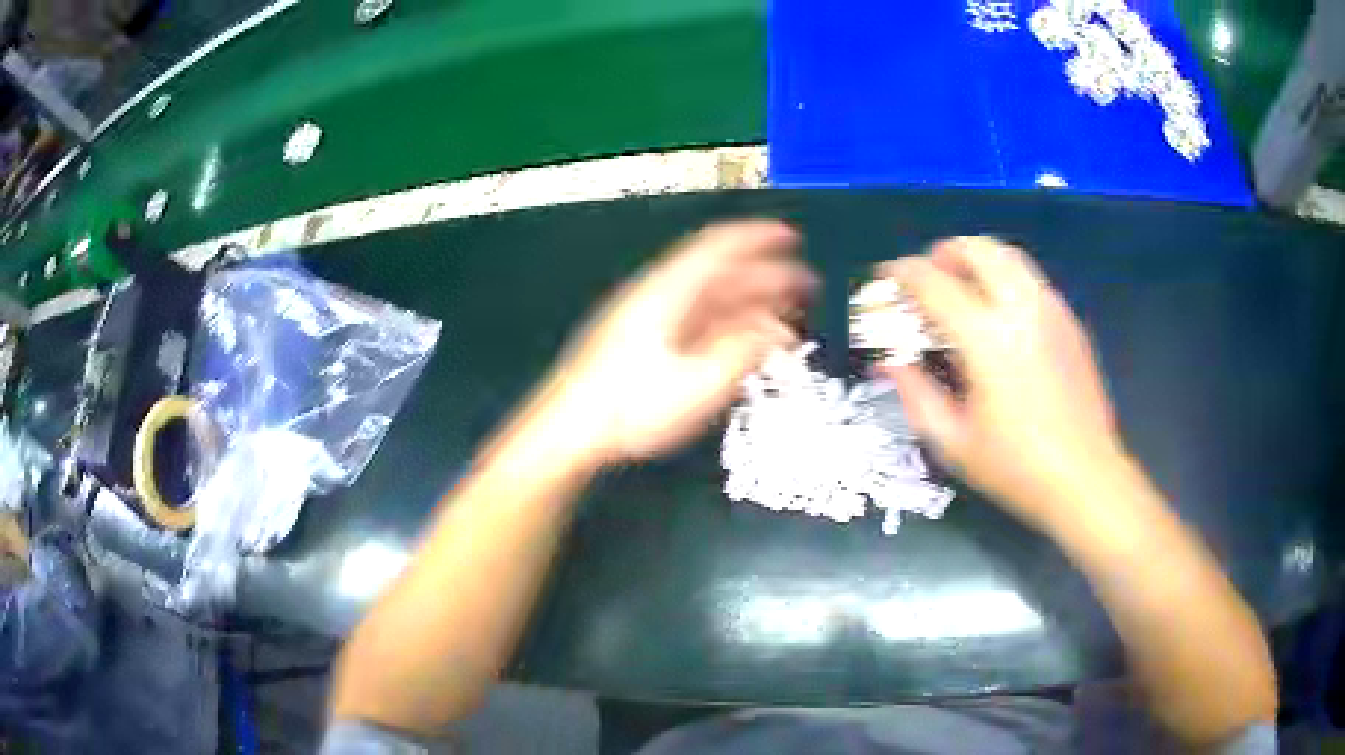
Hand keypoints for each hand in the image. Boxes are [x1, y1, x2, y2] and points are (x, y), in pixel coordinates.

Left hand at [540, 221, 815, 463]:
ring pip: (709, 298)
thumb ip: (743, 352)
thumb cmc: (630, 407)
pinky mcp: (643, 343)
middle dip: (765, 275)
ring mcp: (649, 319)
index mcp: (668, 292)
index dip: (758, 237)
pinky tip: (744, 342)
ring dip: (749, 302)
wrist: (569, 430)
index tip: (792, 237)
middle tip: (803, 286)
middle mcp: (659, 296)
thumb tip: (775, 330)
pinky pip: (695, 321)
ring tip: (784, 316)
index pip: (719, 247)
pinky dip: (727, 325)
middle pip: (719, 272)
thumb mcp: (698, 384)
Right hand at [878, 237, 1121, 529]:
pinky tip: (1000, 320)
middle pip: (976, 248)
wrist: (1085, 479)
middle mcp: (1021, 308)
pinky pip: (1031, 281)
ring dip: (977, 262)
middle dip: (943, 253)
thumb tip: (889, 360)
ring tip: (962, 291)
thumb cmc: (1015, 468)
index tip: (885, 279)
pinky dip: (1005, 282)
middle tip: (928, 278)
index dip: (901, 273)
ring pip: (1008, 257)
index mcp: (986, 338)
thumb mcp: (952, 441)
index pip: (932, 281)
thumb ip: (914, 392)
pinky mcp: (1070, 322)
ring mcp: (1051, 310)